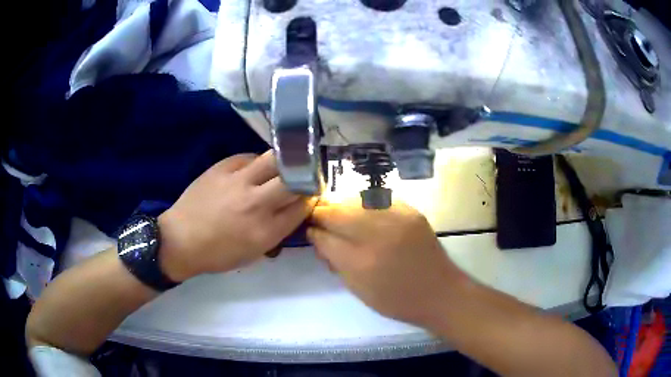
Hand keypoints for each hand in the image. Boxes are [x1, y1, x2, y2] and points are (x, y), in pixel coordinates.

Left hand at [157, 151, 314, 280]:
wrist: (181, 240)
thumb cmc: (218, 254)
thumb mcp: (254, 254)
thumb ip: (278, 232)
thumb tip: (293, 210)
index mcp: (266, 231)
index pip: (303, 205)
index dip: (311, 197)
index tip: (310, 194)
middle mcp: (256, 203)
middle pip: (295, 178)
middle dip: (304, 176)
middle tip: (302, 176)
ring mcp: (238, 181)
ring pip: (274, 158)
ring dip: (284, 162)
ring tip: (281, 166)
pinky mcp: (222, 167)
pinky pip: (248, 156)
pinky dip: (255, 162)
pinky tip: (251, 170)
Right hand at [309, 200, 467, 326]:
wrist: (439, 292)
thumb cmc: (396, 300)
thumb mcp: (358, 289)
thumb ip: (335, 261)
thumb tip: (319, 237)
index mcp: (361, 262)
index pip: (323, 236)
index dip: (313, 231)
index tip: (311, 230)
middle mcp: (377, 234)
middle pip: (336, 212)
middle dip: (323, 214)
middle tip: (321, 220)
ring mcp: (396, 218)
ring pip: (355, 200)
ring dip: (342, 207)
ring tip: (341, 216)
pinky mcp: (411, 211)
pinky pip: (377, 200)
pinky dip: (364, 205)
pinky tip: (363, 214)